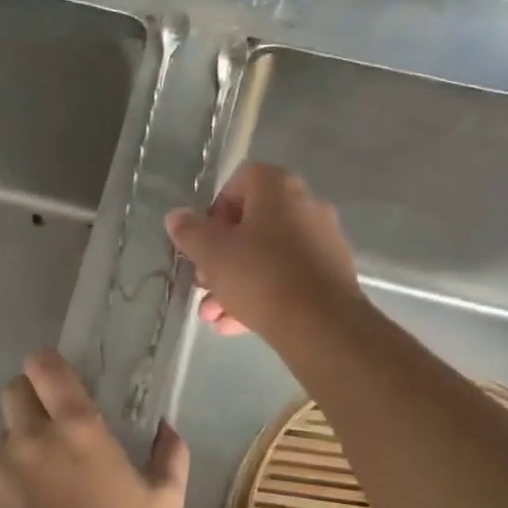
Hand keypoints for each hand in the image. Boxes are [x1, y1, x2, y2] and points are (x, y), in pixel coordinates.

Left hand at [0, 349, 189, 507]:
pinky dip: (1, 501)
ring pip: (0, 447)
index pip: (46, 368)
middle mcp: (27, 440)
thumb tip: (167, 428)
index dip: (47, 366)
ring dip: (18, 460)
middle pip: (12, 394)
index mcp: (76, 430)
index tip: (55, 378)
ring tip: (40, 502)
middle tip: (50, 436)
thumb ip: (169, 457)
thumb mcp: (165, 505)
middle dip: (28, 402)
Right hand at [165, 162, 363, 340]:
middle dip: (220, 258)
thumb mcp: (212, 254)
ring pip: (267, 258)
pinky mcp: (331, 276)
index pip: (239, 182)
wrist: (322, 325)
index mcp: (278, 188)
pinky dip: (262, 296)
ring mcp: (322, 242)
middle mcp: (305, 206)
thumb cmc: (260, 276)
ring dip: (235, 284)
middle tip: (203, 284)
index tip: (203, 241)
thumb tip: (177, 217)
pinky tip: (236, 325)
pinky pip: (287, 278)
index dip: (214, 211)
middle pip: (252, 225)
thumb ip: (190, 232)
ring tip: (213, 316)